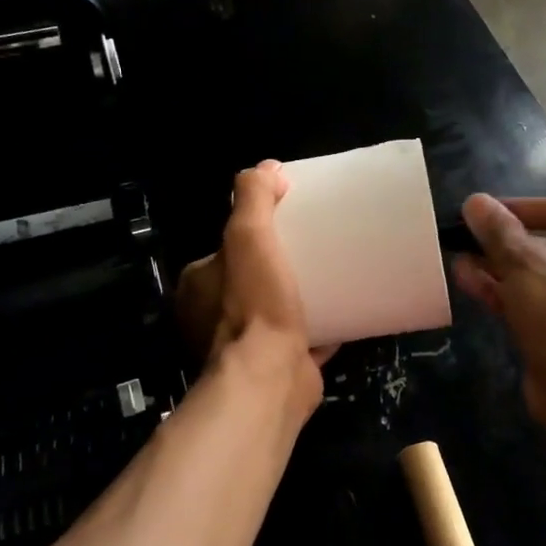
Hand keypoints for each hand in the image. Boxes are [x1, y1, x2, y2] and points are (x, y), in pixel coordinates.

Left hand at [176, 161, 333, 407]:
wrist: (269, 378)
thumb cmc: (254, 303)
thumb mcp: (248, 236)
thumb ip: (252, 198)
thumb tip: (267, 168)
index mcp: (199, 287)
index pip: (226, 251)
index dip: (253, 234)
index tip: (286, 224)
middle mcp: (213, 319)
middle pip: (252, 280)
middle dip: (279, 266)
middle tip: (315, 249)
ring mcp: (245, 347)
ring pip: (275, 311)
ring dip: (299, 298)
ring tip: (333, 276)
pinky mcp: (277, 367)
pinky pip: (302, 339)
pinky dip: (320, 328)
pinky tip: (345, 312)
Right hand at [453, 192, 545, 429]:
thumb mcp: (525, 261)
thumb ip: (498, 229)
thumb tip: (475, 202)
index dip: (527, 204)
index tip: (491, 212)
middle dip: (504, 238)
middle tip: (467, 235)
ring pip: (532, 275)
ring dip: (495, 264)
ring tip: (458, 256)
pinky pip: (527, 302)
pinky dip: (500, 290)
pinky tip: (466, 281)